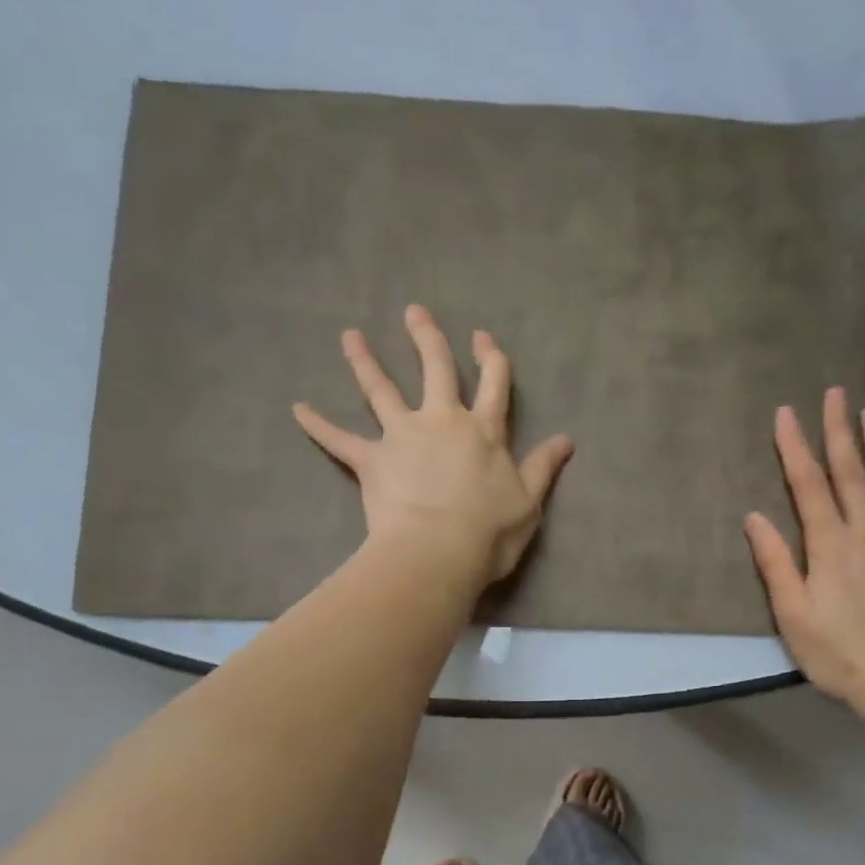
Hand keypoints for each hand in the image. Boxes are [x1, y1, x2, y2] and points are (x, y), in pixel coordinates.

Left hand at [293, 305, 573, 587]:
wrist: (439, 552)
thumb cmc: (490, 532)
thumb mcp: (529, 502)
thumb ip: (543, 467)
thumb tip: (566, 439)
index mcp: (484, 431)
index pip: (493, 385)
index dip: (490, 359)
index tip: (483, 337)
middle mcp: (442, 422)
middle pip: (435, 370)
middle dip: (427, 338)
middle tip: (414, 312)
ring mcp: (403, 437)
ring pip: (382, 390)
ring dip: (365, 362)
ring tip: (350, 337)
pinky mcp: (372, 460)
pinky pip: (339, 440)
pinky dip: (318, 425)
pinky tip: (298, 409)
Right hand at [744, 389, 864, 722]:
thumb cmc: (837, 654)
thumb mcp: (792, 615)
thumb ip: (775, 563)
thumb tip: (754, 517)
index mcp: (830, 546)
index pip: (808, 485)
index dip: (795, 447)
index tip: (786, 413)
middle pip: (851, 472)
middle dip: (840, 430)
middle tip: (836, 392)